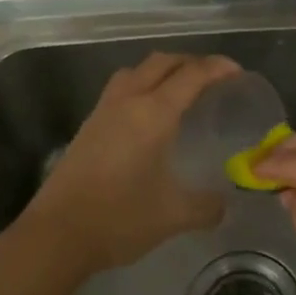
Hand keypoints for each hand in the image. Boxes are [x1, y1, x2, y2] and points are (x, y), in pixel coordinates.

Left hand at [15, 51, 241, 279]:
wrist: (58, 233)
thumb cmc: (120, 218)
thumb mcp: (173, 215)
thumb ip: (206, 207)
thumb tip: (224, 204)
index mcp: (153, 113)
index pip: (191, 75)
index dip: (217, 68)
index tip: (237, 72)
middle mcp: (128, 101)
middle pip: (162, 62)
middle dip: (190, 61)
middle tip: (213, 77)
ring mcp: (103, 111)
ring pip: (136, 70)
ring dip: (161, 69)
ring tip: (179, 89)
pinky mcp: (88, 125)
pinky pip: (120, 88)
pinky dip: (141, 85)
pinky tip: (147, 115)